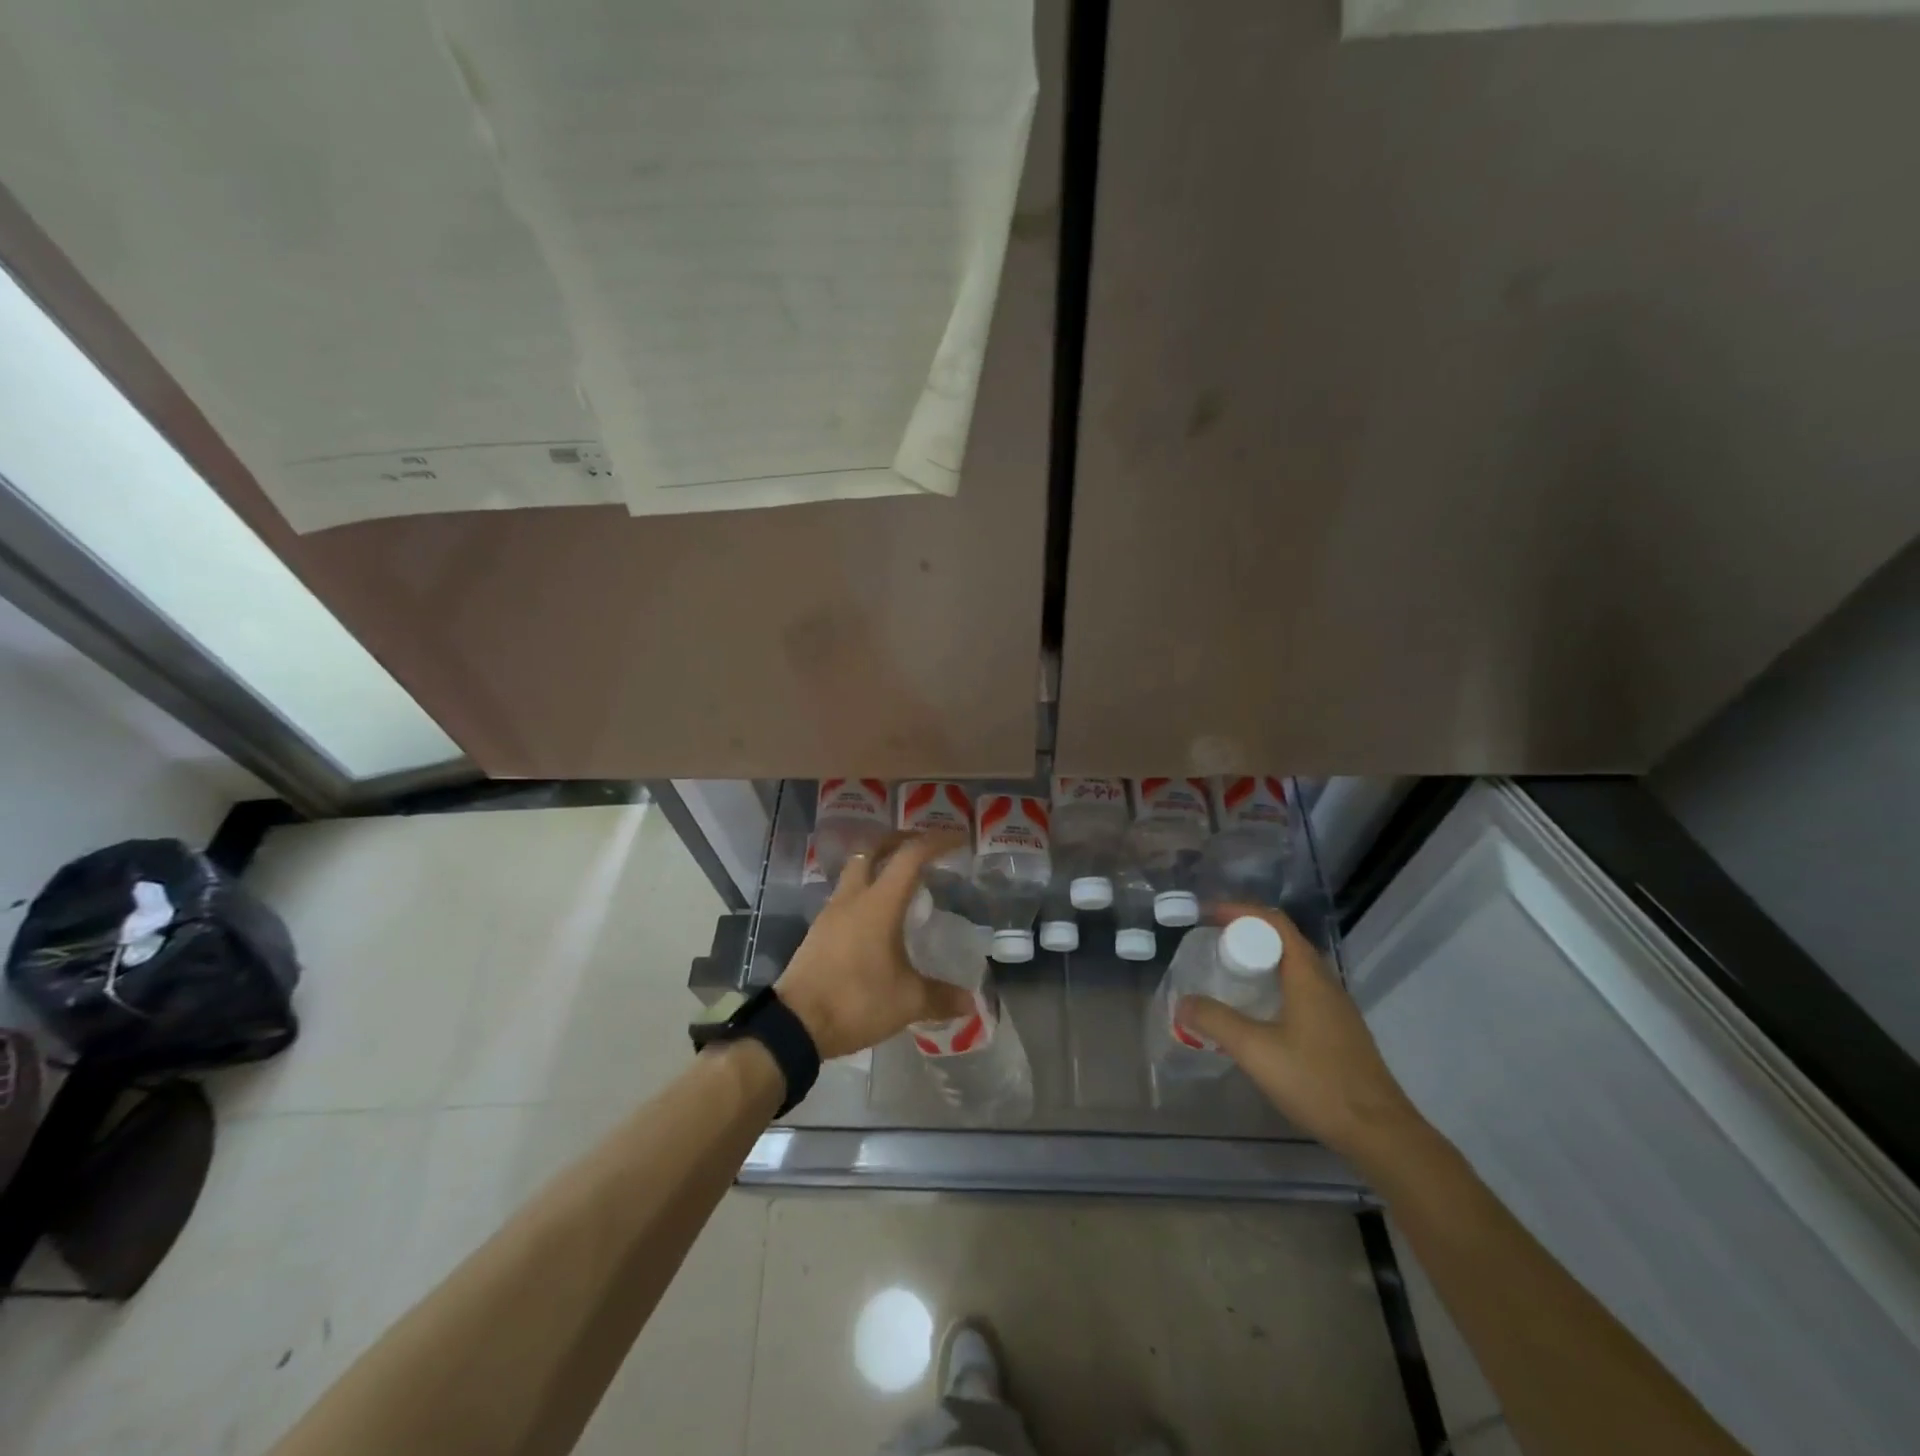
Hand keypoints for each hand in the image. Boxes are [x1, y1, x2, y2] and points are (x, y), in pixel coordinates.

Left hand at [775, 832, 973, 1059]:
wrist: (795, 1024)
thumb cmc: (856, 1001)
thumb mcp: (907, 1002)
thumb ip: (941, 997)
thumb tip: (970, 1001)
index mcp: (879, 903)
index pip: (910, 856)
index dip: (936, 842)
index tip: (958, 840)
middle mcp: (853, 898)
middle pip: (873, 850)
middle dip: (899, 841)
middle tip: (923, 848)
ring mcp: (831, 912)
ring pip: (856, 871)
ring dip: (879, 865)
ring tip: (903, 882)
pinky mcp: (819, 930)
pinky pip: (846, 896)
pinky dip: (866, 892)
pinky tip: (878, 917)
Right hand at [1178, 905, 1429, 1169]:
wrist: (1379, 1133)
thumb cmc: (1316, 1082)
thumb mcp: (1255, 1050)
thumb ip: (1215, 1021)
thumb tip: (1183, 1002)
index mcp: (1307, 975)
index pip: (1274, 922)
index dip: (1239, 911)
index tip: (1207, 916)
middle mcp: (1325, 982)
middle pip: (1284, 940)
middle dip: (1246, 933)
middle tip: (1211, 944)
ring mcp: (1336, 1007)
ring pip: (1294, 966)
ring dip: (1261, 960)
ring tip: (1228, 973)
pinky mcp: (1338, 1030)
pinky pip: (1301, 989)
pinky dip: (1273, 984)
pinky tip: (1257, 1012)